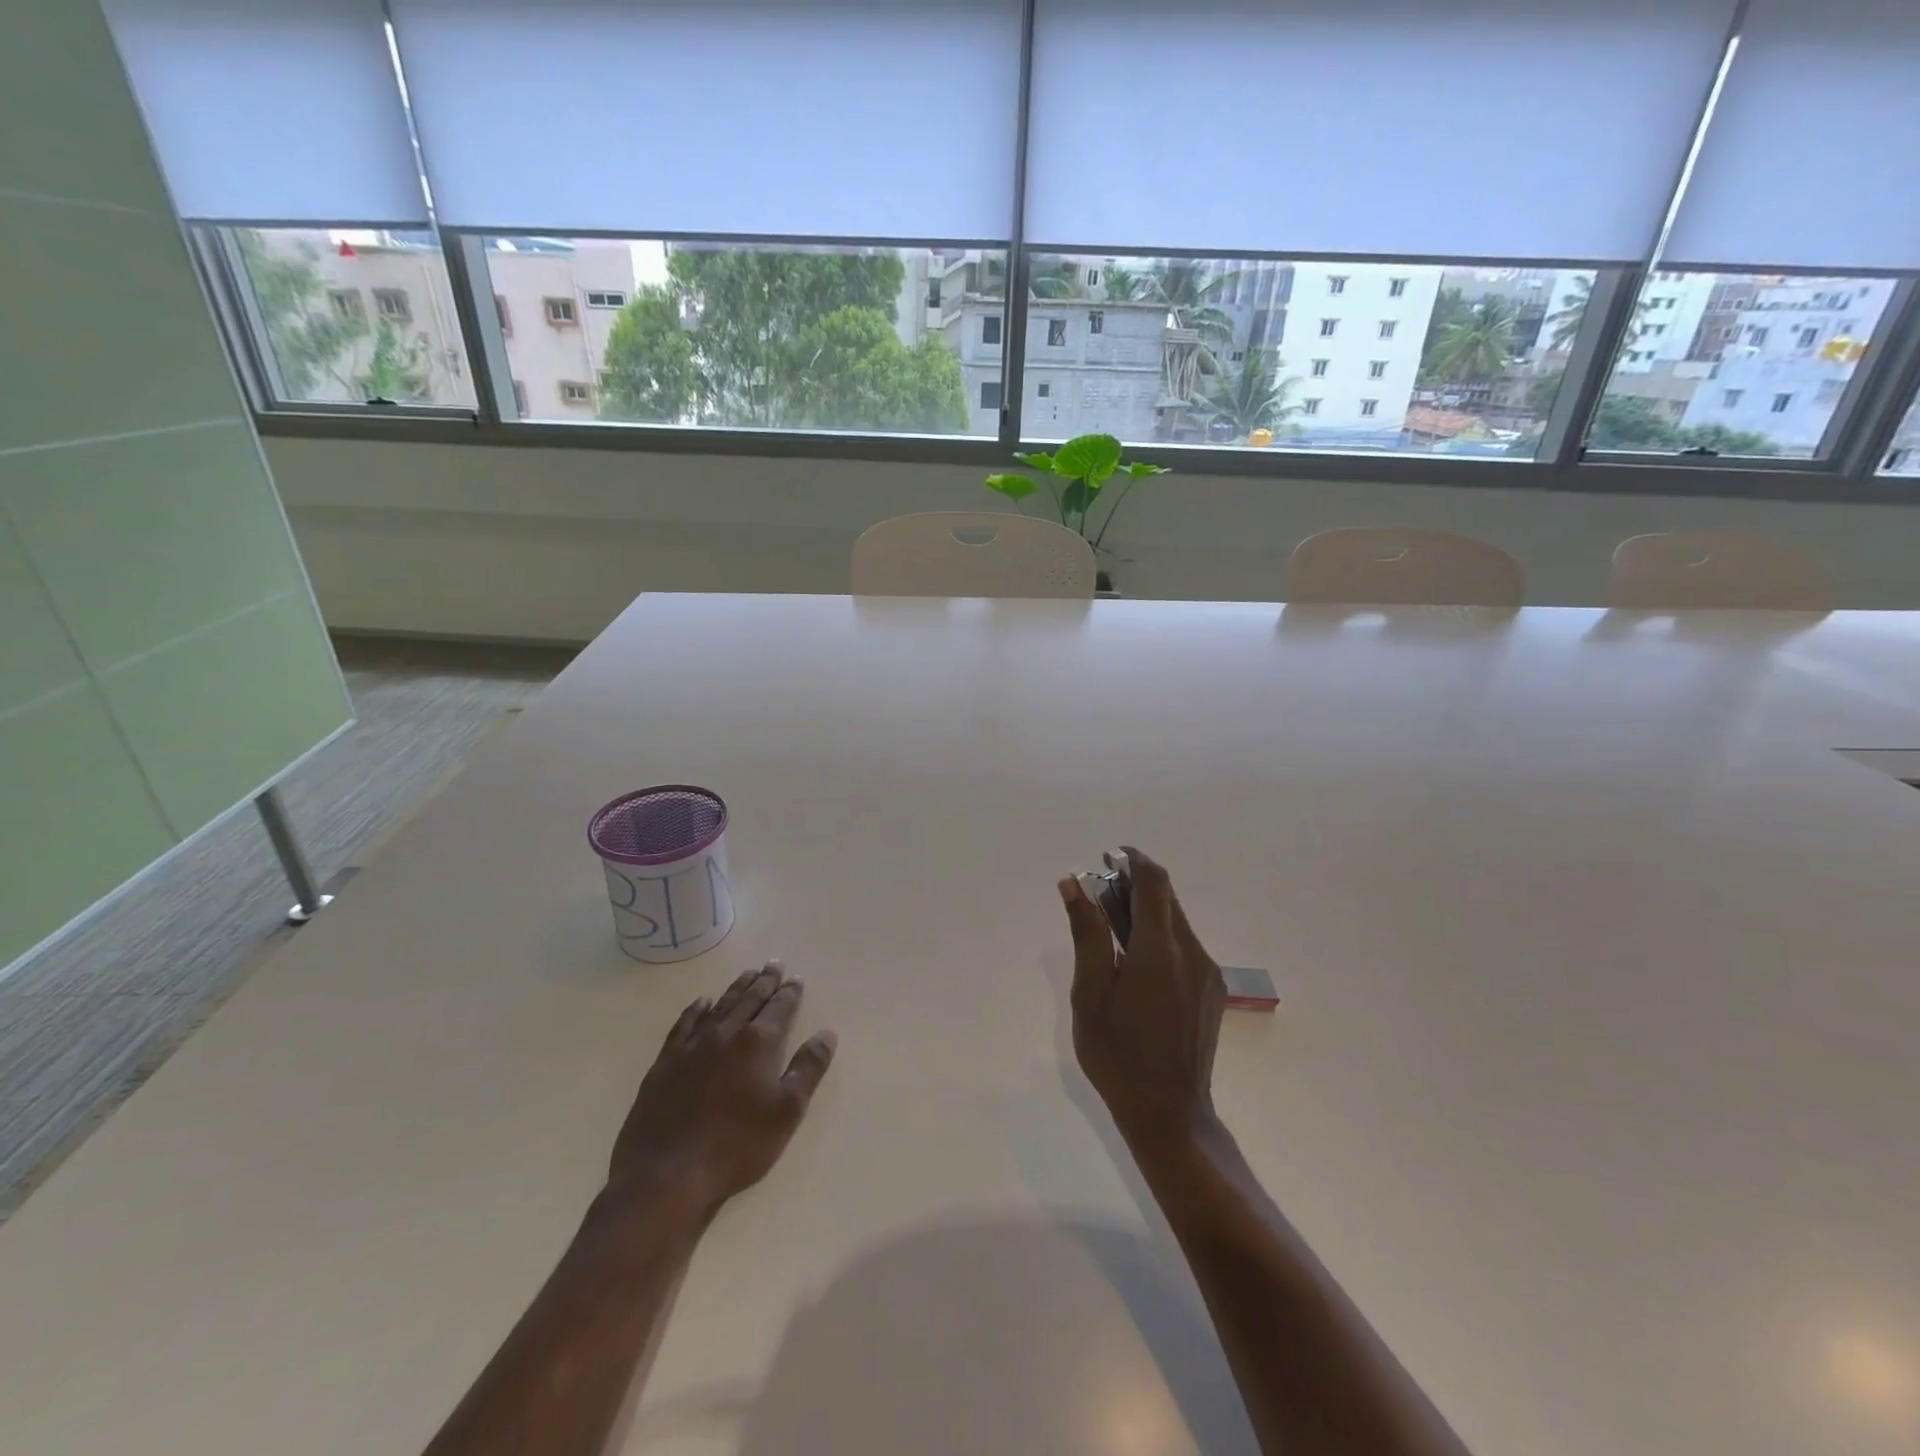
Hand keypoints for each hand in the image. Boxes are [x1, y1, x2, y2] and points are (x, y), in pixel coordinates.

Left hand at [606, 963, 836, 1216]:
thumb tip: (827, 1034)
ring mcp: (692, 1046)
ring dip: (736, 988)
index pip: (779, 1007)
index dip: (790, 992)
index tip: (796, 978)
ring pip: (720, 1006)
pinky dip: (696, 1009)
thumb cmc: (736, 1146)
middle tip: (774, 964)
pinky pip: (685, 1024)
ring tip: (747, 974)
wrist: (667, 1174)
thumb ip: (808, 1069)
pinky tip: (702, 1002)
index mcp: (758, 1043)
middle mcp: (726, 1033)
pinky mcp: (666, 1063)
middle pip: (749, 999)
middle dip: (765, 981)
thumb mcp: (786, 1112)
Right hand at [1059, 848, 1223, 1147]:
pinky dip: (1160, 939)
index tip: (1109, 857)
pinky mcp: (1212, 992)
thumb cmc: (1118, 1054)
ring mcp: (1207, 974)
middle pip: (1168, 899)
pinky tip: (1138, 968)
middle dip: (1136, 887)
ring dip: (1147, 914)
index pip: (1154, 882)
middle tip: (1101, 898)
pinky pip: (1185, 948)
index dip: (1134, 860)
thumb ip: (1087, 934)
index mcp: (1159, 950)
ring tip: (1114, 937)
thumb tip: (1073, 884)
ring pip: (1177, 923)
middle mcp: (1192, 953)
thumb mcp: (1090, 994)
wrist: (1170, 1114)